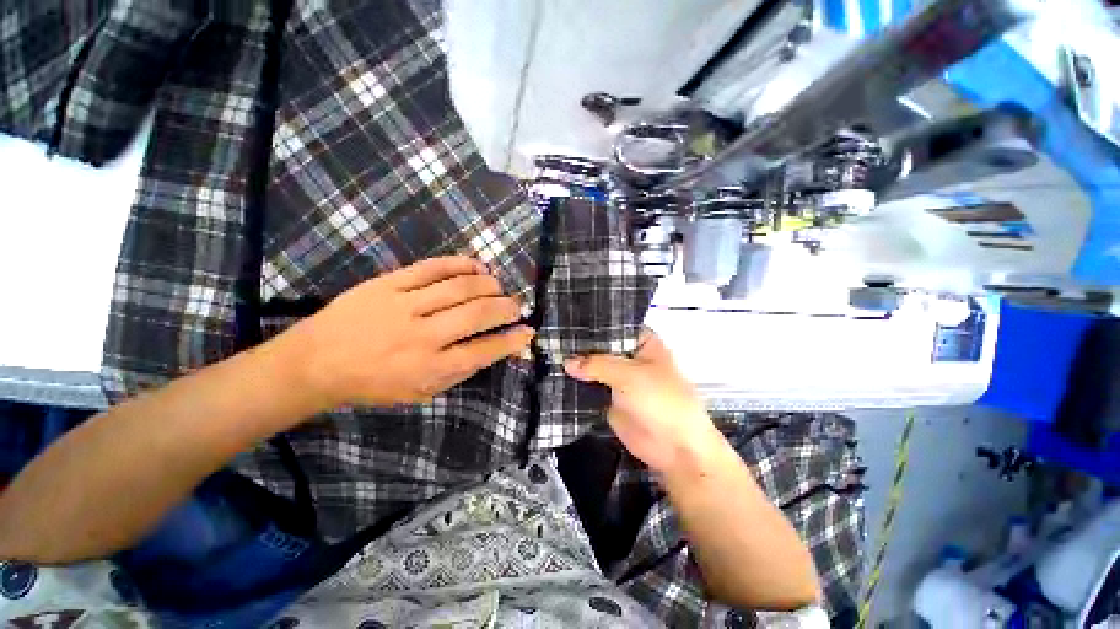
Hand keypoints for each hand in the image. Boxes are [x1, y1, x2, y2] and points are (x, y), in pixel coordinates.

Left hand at [286, 256, 533, 407]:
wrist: (317, 362)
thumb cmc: (375, 383)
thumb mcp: (421, 393)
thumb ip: (460, 371)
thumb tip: (495, 349)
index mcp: (430, 368)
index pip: (484, 350)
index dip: (512, 340)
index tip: (528, 331)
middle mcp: (422, 336)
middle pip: (478, 314)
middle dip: (507, 308)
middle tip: (517, 306)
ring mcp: (404, 306)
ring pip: (460, 287)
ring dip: (489, 284)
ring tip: (499, 286)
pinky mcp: (388, 284)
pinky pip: (432, 267)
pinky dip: (461, 263)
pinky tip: (477, 265)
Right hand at [564, 329, 722, 475]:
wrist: (674, 448)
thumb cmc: (660, 400)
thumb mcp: (628, 375)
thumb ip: (596, 364)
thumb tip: (566, 361)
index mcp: (642, 342)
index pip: (613, 327)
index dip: (592, 325)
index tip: (567, 322)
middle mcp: (630, 358)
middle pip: (601, 348)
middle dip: (580, 346)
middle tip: (552, 339)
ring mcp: (619, 380)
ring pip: (594, 368)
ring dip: (577, 367)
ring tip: (548, 356)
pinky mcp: (610, 400)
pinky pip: (590, 389)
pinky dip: (576, 386)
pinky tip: (555, 378)